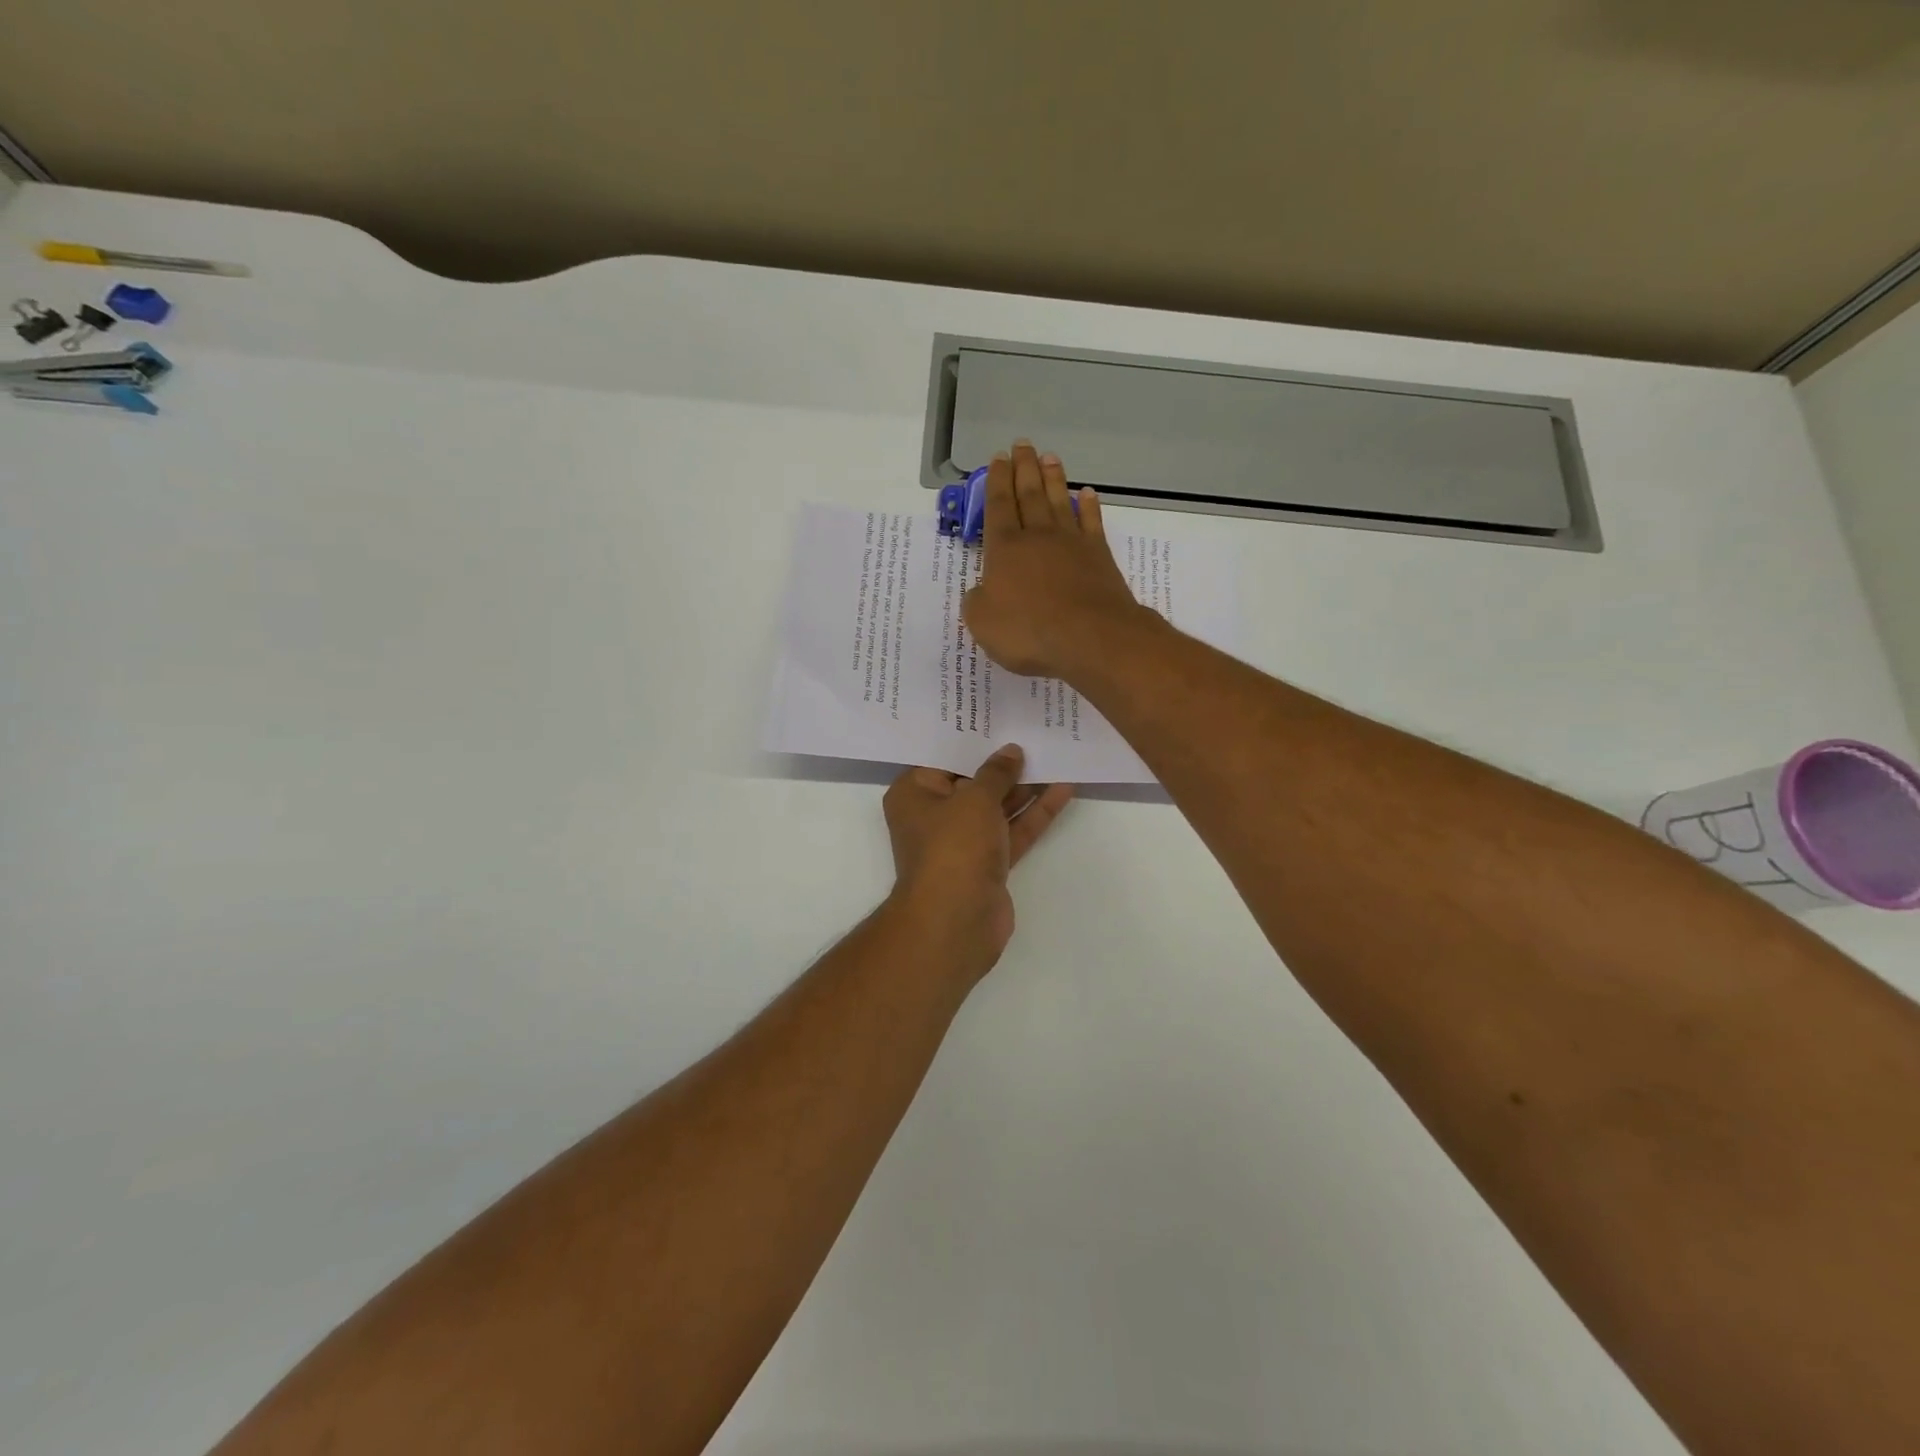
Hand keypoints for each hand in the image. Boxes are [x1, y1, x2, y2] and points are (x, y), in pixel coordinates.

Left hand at [883, 744, 1073, 979]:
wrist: (956, 921)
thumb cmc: (953, 847)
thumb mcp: (975, 799)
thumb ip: (996, 773)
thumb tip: (1010, 751)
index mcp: (914, 793)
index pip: (942, 757)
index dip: (971, 738)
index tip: (998, 717)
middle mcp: (933, 815)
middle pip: (971, 781)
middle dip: (1003, 762)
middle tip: (1034, 731)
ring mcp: (962, 842)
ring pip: (996, 807)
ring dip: (1024, 786)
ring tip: (1056, 755)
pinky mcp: (987, 863)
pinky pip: (1012, 830)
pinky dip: (1034, 813)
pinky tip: (1063, 790)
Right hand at [961, 441, 1155, 681]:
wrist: (1090, 637)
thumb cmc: (1029, 631)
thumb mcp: (983, 623)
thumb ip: (977, 602)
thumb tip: (983, 591)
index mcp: (1004, 549)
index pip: (998, 506)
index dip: (996, 481)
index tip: (997, 458)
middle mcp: (1037, 537)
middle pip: (1028, 494)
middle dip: (1023, 468)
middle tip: (1022, 444)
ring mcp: (1071, 543)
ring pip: (1059, 501)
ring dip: (1053, 478)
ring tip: (1049, 456)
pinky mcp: (1098, 556)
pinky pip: (1091, 522)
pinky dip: (1088, 506)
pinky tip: (1087, 494)